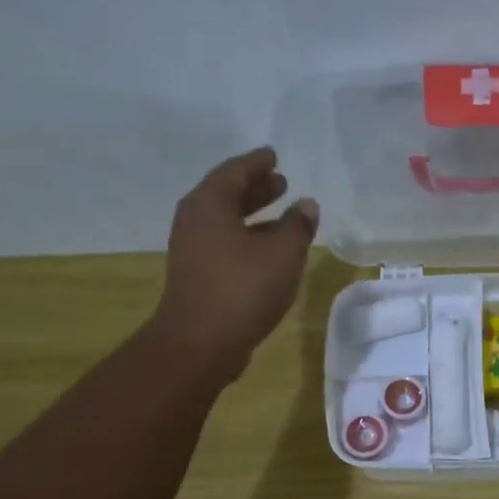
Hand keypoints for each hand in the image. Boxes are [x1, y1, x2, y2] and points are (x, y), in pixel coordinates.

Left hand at [148, 147, 318, 386]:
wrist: (200, 343)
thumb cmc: (242, 289)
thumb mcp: (282, 254)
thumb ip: (297, 226)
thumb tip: (306, 205)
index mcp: (210, 204)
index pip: (235, 171)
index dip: (257, 163)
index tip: (274, 155)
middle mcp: (195, 220)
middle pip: (227, 194)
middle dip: (255, 188)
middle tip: (281, 182)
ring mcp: (192, 250)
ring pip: (226, 221)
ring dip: (253, 215)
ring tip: (282, 215)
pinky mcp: (198, 275)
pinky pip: (225, 244)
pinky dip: (247, 238)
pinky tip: (268, 252)